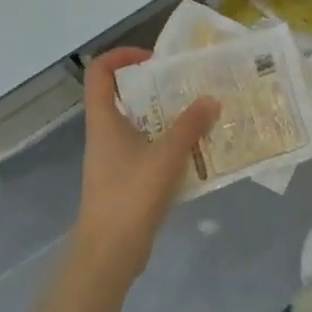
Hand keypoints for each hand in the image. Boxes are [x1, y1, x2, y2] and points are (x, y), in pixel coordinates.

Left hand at [73, 48, 218, 276]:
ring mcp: (114, 160)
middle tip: (187, 86)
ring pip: (139, 125)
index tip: (154, 59)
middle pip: (123, 97)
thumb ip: (190, 125)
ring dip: (167, 118)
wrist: (108, 254)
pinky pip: (148, 151)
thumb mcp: (165, 156)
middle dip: (156, 87)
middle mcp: (105, 135)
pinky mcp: (126, 181)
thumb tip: (211, 99)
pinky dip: (169, 145)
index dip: (122, 56)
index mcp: (104, 121)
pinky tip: (196, 152)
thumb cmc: (130, 196)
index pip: (100, 73)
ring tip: (199, 115)